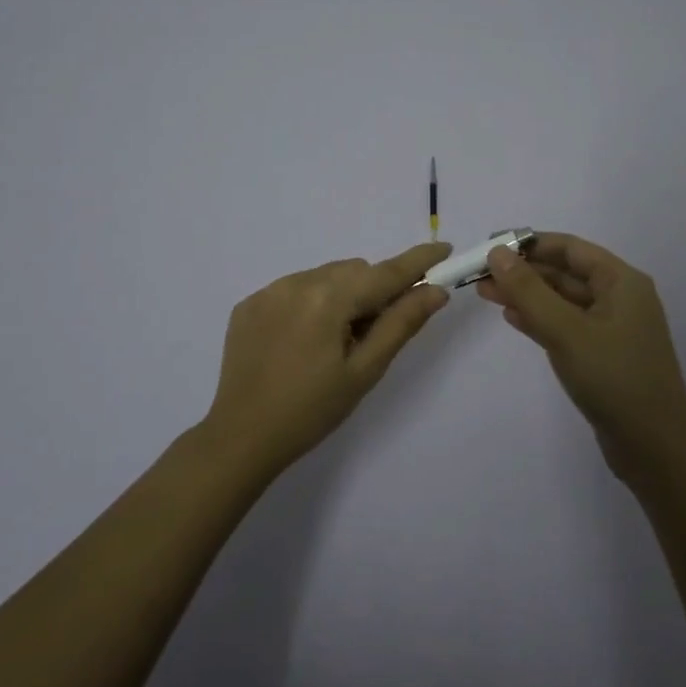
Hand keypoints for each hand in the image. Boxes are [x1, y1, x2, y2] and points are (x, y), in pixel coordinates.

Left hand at [204, 242, 451, 473]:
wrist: (241, 438)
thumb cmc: (312, 411)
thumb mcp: (364, 371)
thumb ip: (401, 324)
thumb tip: (435, 291)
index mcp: (328, 298)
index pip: (385, 272)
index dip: (418, 261)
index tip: (444, 248)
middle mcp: (297, 282)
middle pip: (354, 271)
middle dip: (374, 290)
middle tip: (374, 333)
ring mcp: (268, 291)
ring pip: (325, 276)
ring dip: (342, 295)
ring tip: (334, 342)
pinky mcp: (249, 304)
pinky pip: (294, 288)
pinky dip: (311, 302)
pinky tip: (303, 341)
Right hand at [477, 232, 685, 481]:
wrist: (655, 448)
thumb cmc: (614, 379)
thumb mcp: (566, 331)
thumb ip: (529, 291)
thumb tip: (497, 253)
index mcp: (621, 282)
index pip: (570, 248)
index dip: (530, 244)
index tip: (491, 246)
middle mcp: (620, 298)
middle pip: (565, 273)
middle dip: (523, 271)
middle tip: (480, 274)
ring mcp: (612, 328)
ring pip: (562, 300)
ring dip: (526, 295)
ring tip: (485, 293)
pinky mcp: (603, 354)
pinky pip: (566, 325)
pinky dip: (539, 319)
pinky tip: (512, 317)